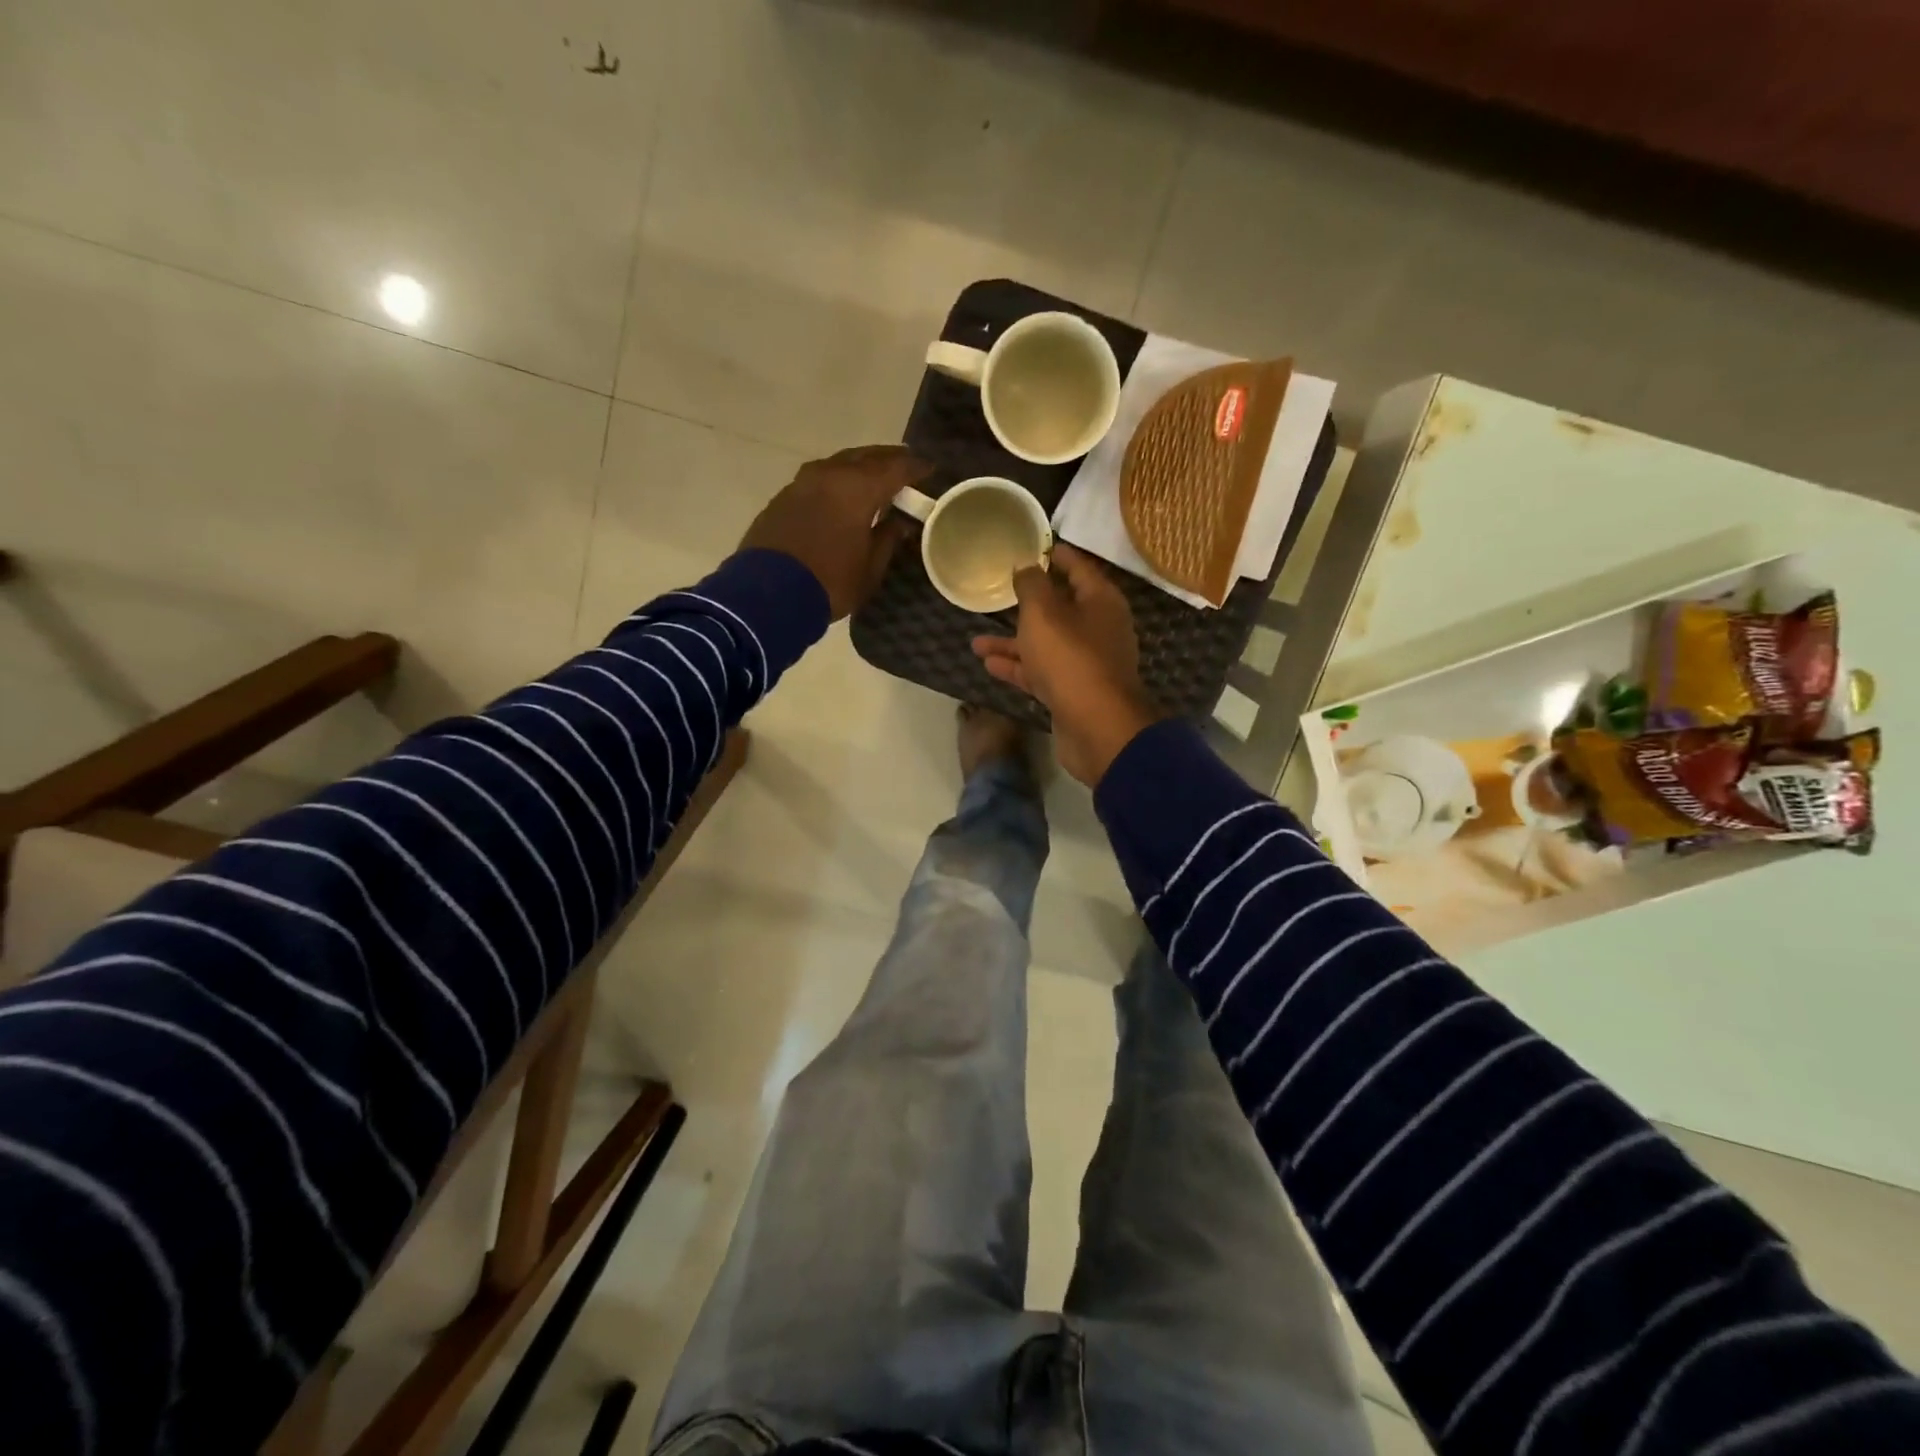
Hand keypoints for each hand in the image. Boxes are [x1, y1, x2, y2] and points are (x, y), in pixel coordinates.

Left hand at [740, 446, 930, 619]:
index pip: (895, 468)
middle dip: (887, 459)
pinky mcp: (783, 497)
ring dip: (859, 467)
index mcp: (857, 488)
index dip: (915, 468)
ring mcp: (802, 483)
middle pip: (865, 457)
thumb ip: (886, 539)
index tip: (930, 469)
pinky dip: (837, 481)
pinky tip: (842, 495)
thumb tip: (897, 523)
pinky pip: (819, 479)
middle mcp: (830, 475)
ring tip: (874, 477)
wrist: (768, 595)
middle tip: (904, 464)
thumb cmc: (830, 582)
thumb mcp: (869, 569)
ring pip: (838, 464)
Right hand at [972, 543, 1159, 784]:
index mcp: (1100, 602)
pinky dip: (1018, 667)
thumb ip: (1031, 585)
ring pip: (1045, 644)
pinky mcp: (1073, 692)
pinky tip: (989, 665)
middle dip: (1028, 604)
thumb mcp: (1044, 612)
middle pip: (1061, 609)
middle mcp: (1098, 629)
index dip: (1055, 556)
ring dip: (1013, 642)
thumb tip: (1027, 566)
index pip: (1078, 568)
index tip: (1033, 546)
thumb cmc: (1070, 658)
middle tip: (1000, 593)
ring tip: (977, 642)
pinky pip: (1042, 672)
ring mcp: (1086, 664)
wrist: (1097, 727)